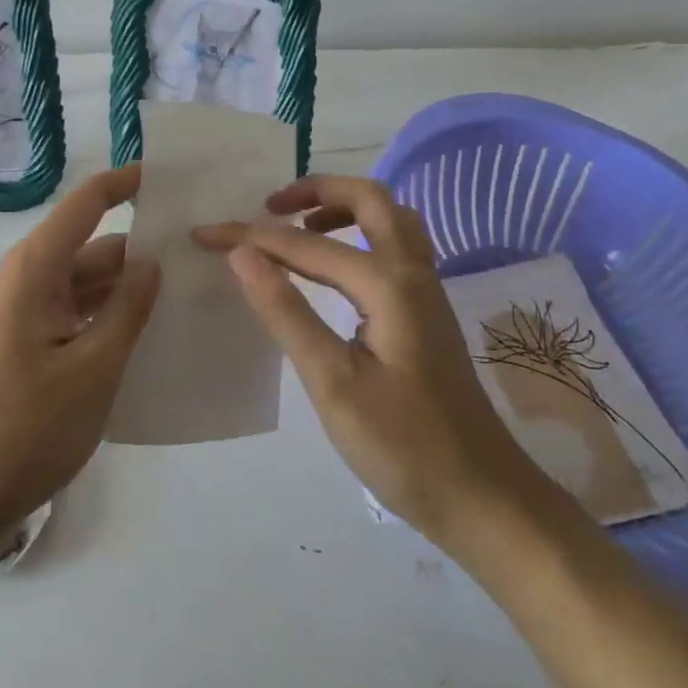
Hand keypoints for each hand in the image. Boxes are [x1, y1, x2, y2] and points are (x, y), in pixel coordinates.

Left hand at [0, 166, 160, 556]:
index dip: (127, 183)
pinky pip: (75, 319)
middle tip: (202, 257)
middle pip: (93, 248)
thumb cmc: (22, 431)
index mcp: (35, 270)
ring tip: (188, 298)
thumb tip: (152, 259)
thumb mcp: (91, 369)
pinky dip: (110, 321)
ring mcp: (24, 320)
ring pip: (86, 287)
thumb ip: (127, 309)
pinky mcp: (25, 353)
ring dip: (129, 291)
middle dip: (143, 249)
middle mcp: (26, 284)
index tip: (173, 176)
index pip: (87, 203)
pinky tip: (149, 340)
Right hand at [195, 175, 540, 551]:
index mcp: (387, 284)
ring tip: (300, 227)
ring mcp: (427, 290)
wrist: (482, 496)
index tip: (204, 234)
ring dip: (344, 207)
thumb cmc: (403, 447)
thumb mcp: (332, 383)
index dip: (251, 236)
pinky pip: (397, 245)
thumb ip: (286, 312)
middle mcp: (412, 272)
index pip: (305, 245)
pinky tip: (339, 265)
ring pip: (390, 218)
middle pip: (369, 198)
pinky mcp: (429, 311)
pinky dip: (362, 234)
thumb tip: (242, 254)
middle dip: (316, 191)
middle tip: (270, 207)